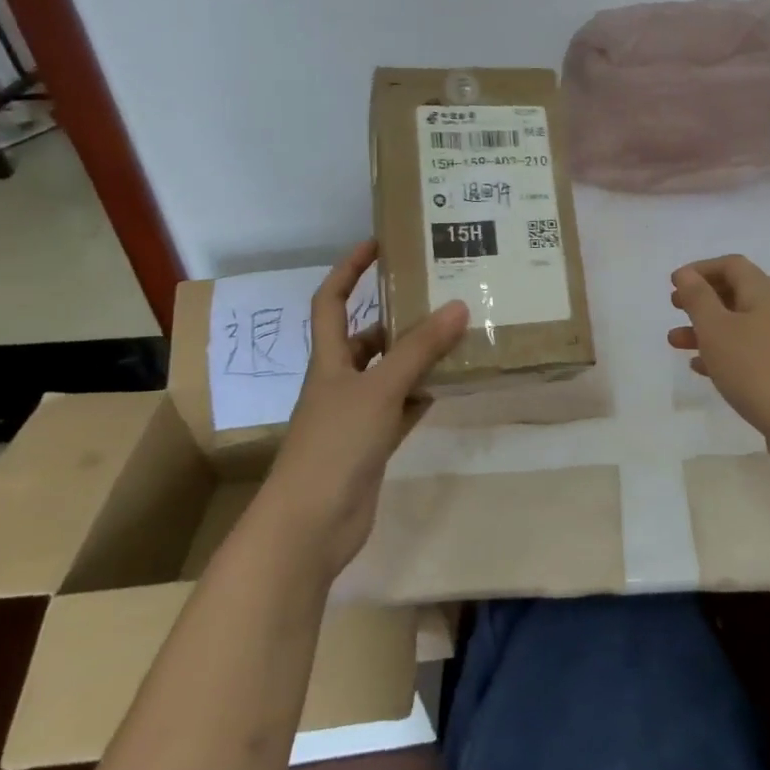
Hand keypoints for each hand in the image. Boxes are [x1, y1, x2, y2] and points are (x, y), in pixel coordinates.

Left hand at [261, 241, 467, 579]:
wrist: (311, 525)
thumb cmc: (335, 445)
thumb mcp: (380, 389)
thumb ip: (420, 350)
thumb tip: (458, 305)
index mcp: (329, 360)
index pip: (332, 301)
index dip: (349, 269)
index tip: (378, 244)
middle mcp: (339, 382)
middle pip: (366, 338)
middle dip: (397, 317)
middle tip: (439, 296)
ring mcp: (355, 416)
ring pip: (389, 374)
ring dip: (416, 358)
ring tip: (456, 336)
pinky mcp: (371, 445)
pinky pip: (401, 409)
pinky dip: (421, 396)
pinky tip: (449, 385)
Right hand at [668, 254, 769, 474]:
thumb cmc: (756, 368)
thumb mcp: (716, 329)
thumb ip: (698, 298)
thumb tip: (686, 274)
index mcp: (765, 292)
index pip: (732, 265)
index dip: (701, 269)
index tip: (674, 284)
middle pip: (737, 294)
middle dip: (703, 300)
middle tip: (674, 309)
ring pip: (742, 326)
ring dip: (708, 330)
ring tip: (676, 343)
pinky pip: (752, 352)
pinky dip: (726, 353)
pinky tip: (703, 370)